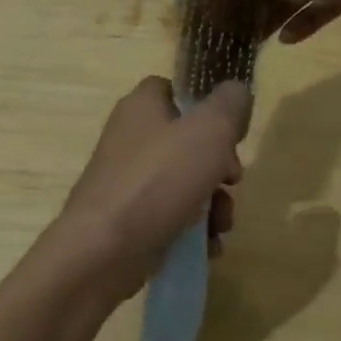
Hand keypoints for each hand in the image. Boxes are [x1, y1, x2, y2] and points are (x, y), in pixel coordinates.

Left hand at [54, 76, 249, 306]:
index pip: (174, 90)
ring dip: (213, 204)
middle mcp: (131, 139)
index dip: (205, 106)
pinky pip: (171, 217)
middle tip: (232, 180)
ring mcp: (128, 182)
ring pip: (185, 183)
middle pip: (188, 142)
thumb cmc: (158, 180)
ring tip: (221, 224)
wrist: (103, 250)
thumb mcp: (208, 130)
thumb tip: (236, 91)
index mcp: (141, 107)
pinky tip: (208, 246)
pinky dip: (193, 230)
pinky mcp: (129, 220)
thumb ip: (229, 104)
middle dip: (220, 165)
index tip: (229, 129)